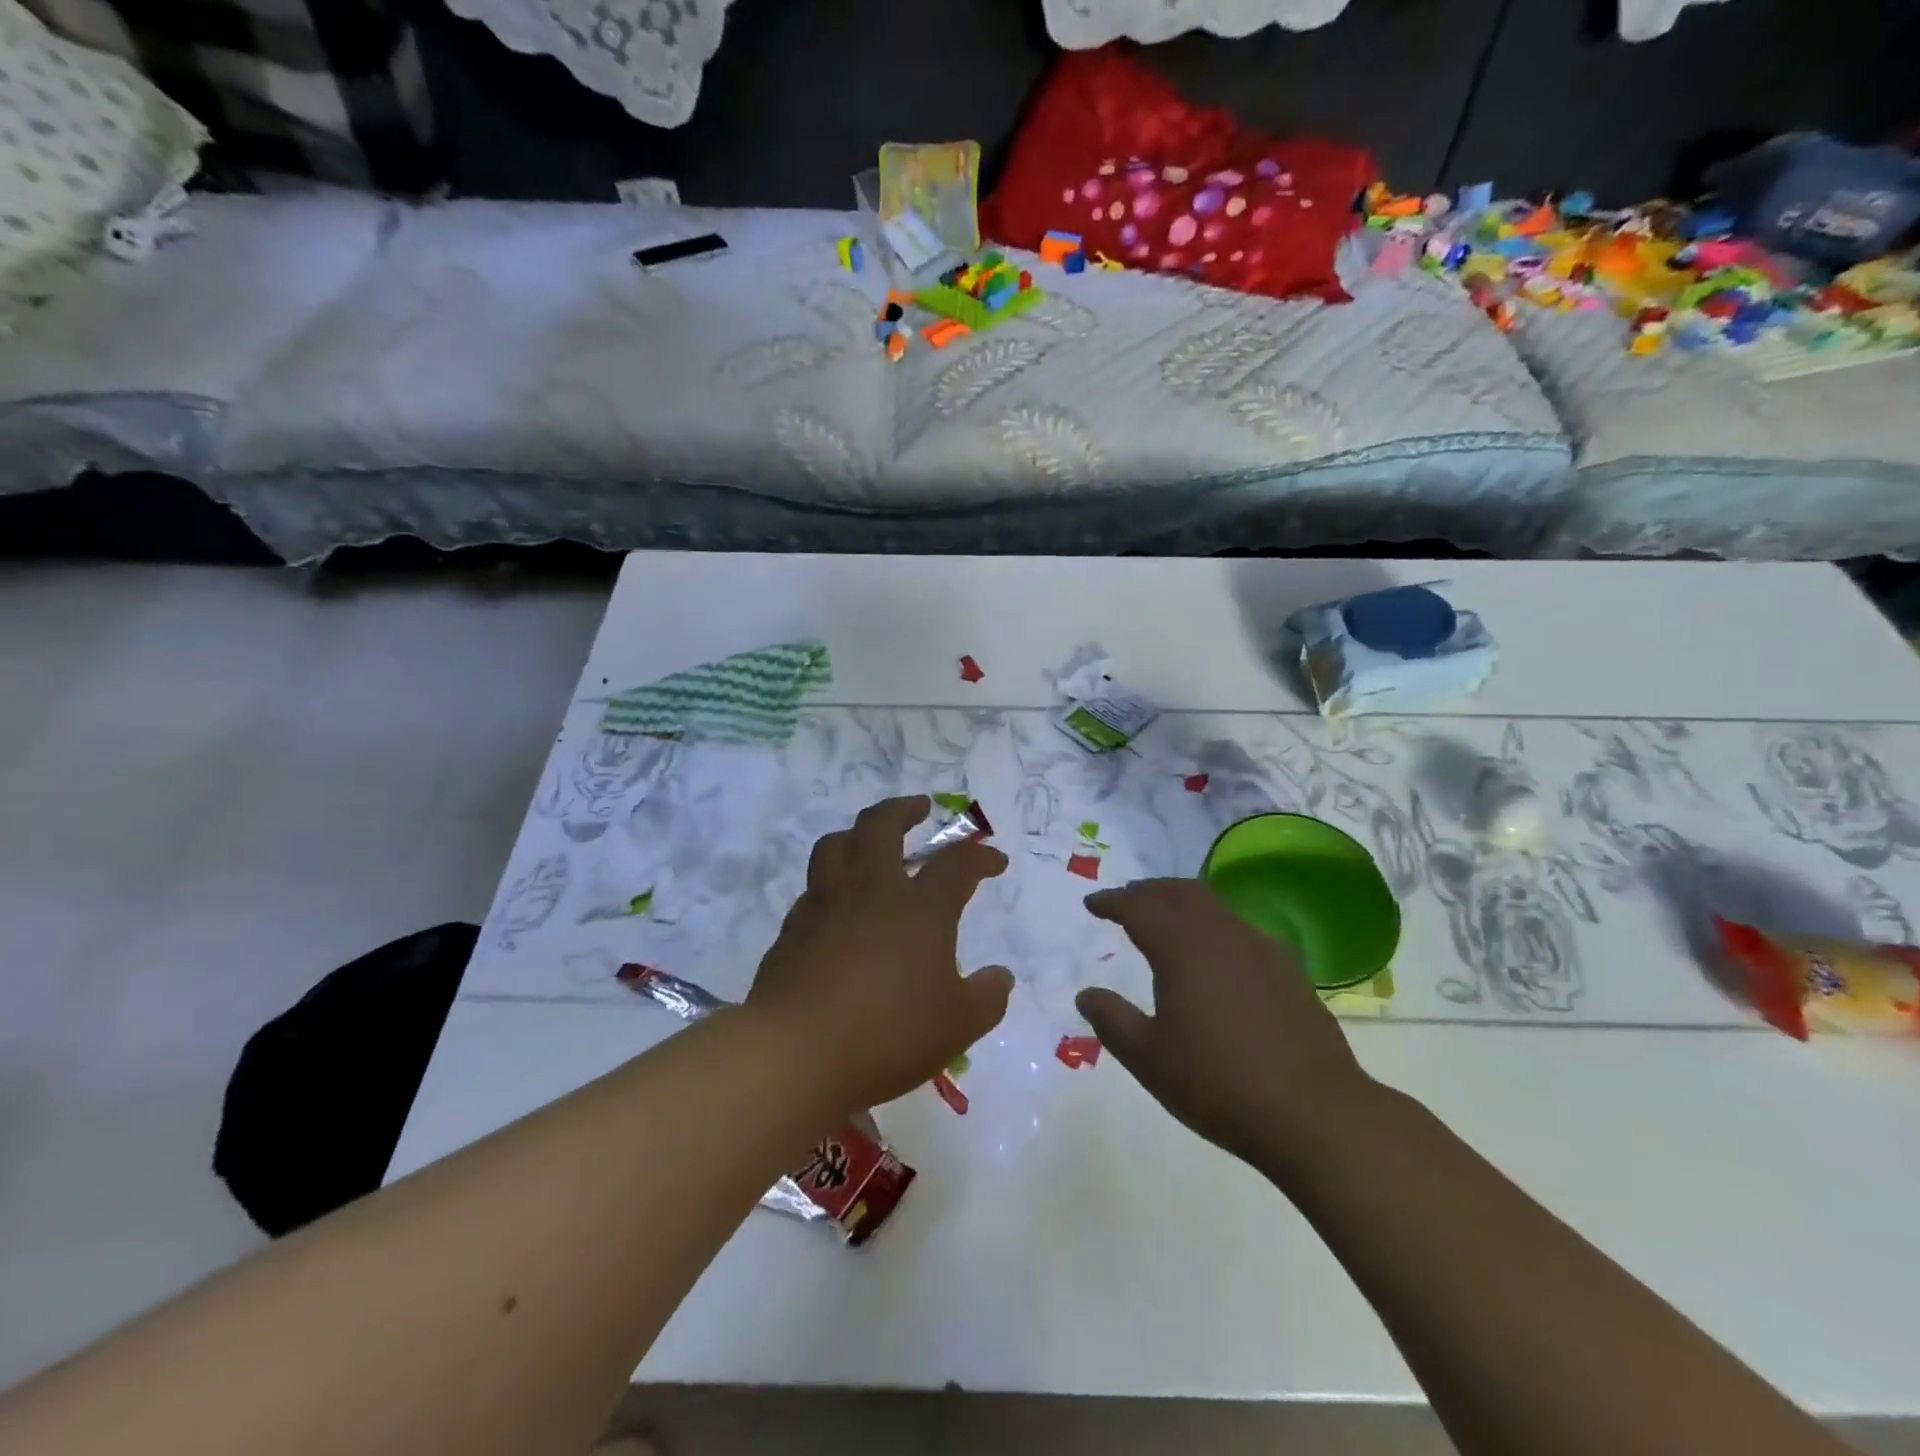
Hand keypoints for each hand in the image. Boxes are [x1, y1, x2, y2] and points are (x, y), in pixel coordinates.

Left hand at [746, 795, 1013, 1113]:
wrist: (796, 1054)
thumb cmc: (888, 1035)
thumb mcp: (957, 1025)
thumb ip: (987, 997)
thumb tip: (1001, 976)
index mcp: (919, 908)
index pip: (957, 864)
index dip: (980, 857)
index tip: (995, 861)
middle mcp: (871, 890)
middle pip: (882, 825)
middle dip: (903, 809)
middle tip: (919, 806)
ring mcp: (825, 904)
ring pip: (837, 845)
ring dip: (858, 833)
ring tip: (870, 840)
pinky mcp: (793, 928)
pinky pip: (814, 888)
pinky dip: (832, 882)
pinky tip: (838, 904)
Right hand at [1075, 878, 1376, 1172]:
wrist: (1313, 1113)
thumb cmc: (1218, 1084)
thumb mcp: (1148, 1058)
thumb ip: (1112, 1021)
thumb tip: (1086, 995)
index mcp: (1182, 948)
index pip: (1139, 907)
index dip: (1112, 901)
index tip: (1093, 903)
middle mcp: (1221, 935)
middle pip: (1179, 892)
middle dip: (1148, 891)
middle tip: (1127, 900)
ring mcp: (1260, 948)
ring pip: (1213, 905)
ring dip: (1182, 903)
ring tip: (1165, 920)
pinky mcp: (1288, 969)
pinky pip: (1240, 929)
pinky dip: (1213, 925)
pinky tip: (1214, 954)